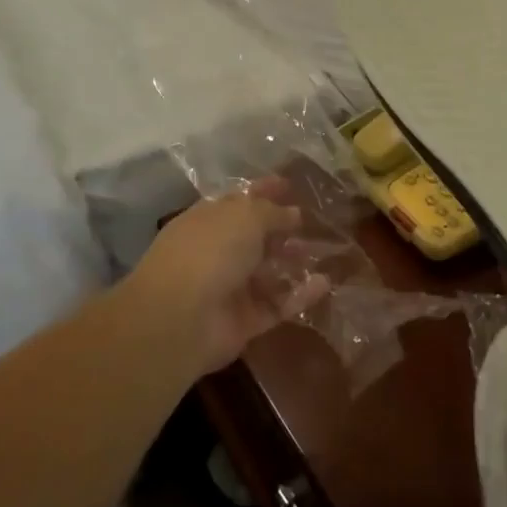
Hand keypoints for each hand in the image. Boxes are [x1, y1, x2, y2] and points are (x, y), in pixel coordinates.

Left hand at [125, 180, 323, 377]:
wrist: (181, 318)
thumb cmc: (210, 251)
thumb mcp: (245, 216)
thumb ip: (272, 212)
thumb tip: (292, 213)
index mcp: (209, 219)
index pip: (239, 200)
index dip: (263, 191)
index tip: (290, 185)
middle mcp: (218, 251)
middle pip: (255, 237)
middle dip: (283, 230)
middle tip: (315, 224)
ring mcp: (230, 287)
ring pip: (268, 272)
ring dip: (294, 262)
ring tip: (326, 252)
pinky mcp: (244, 320)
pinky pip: (277, 304)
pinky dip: (299, 295)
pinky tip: (325, 283)